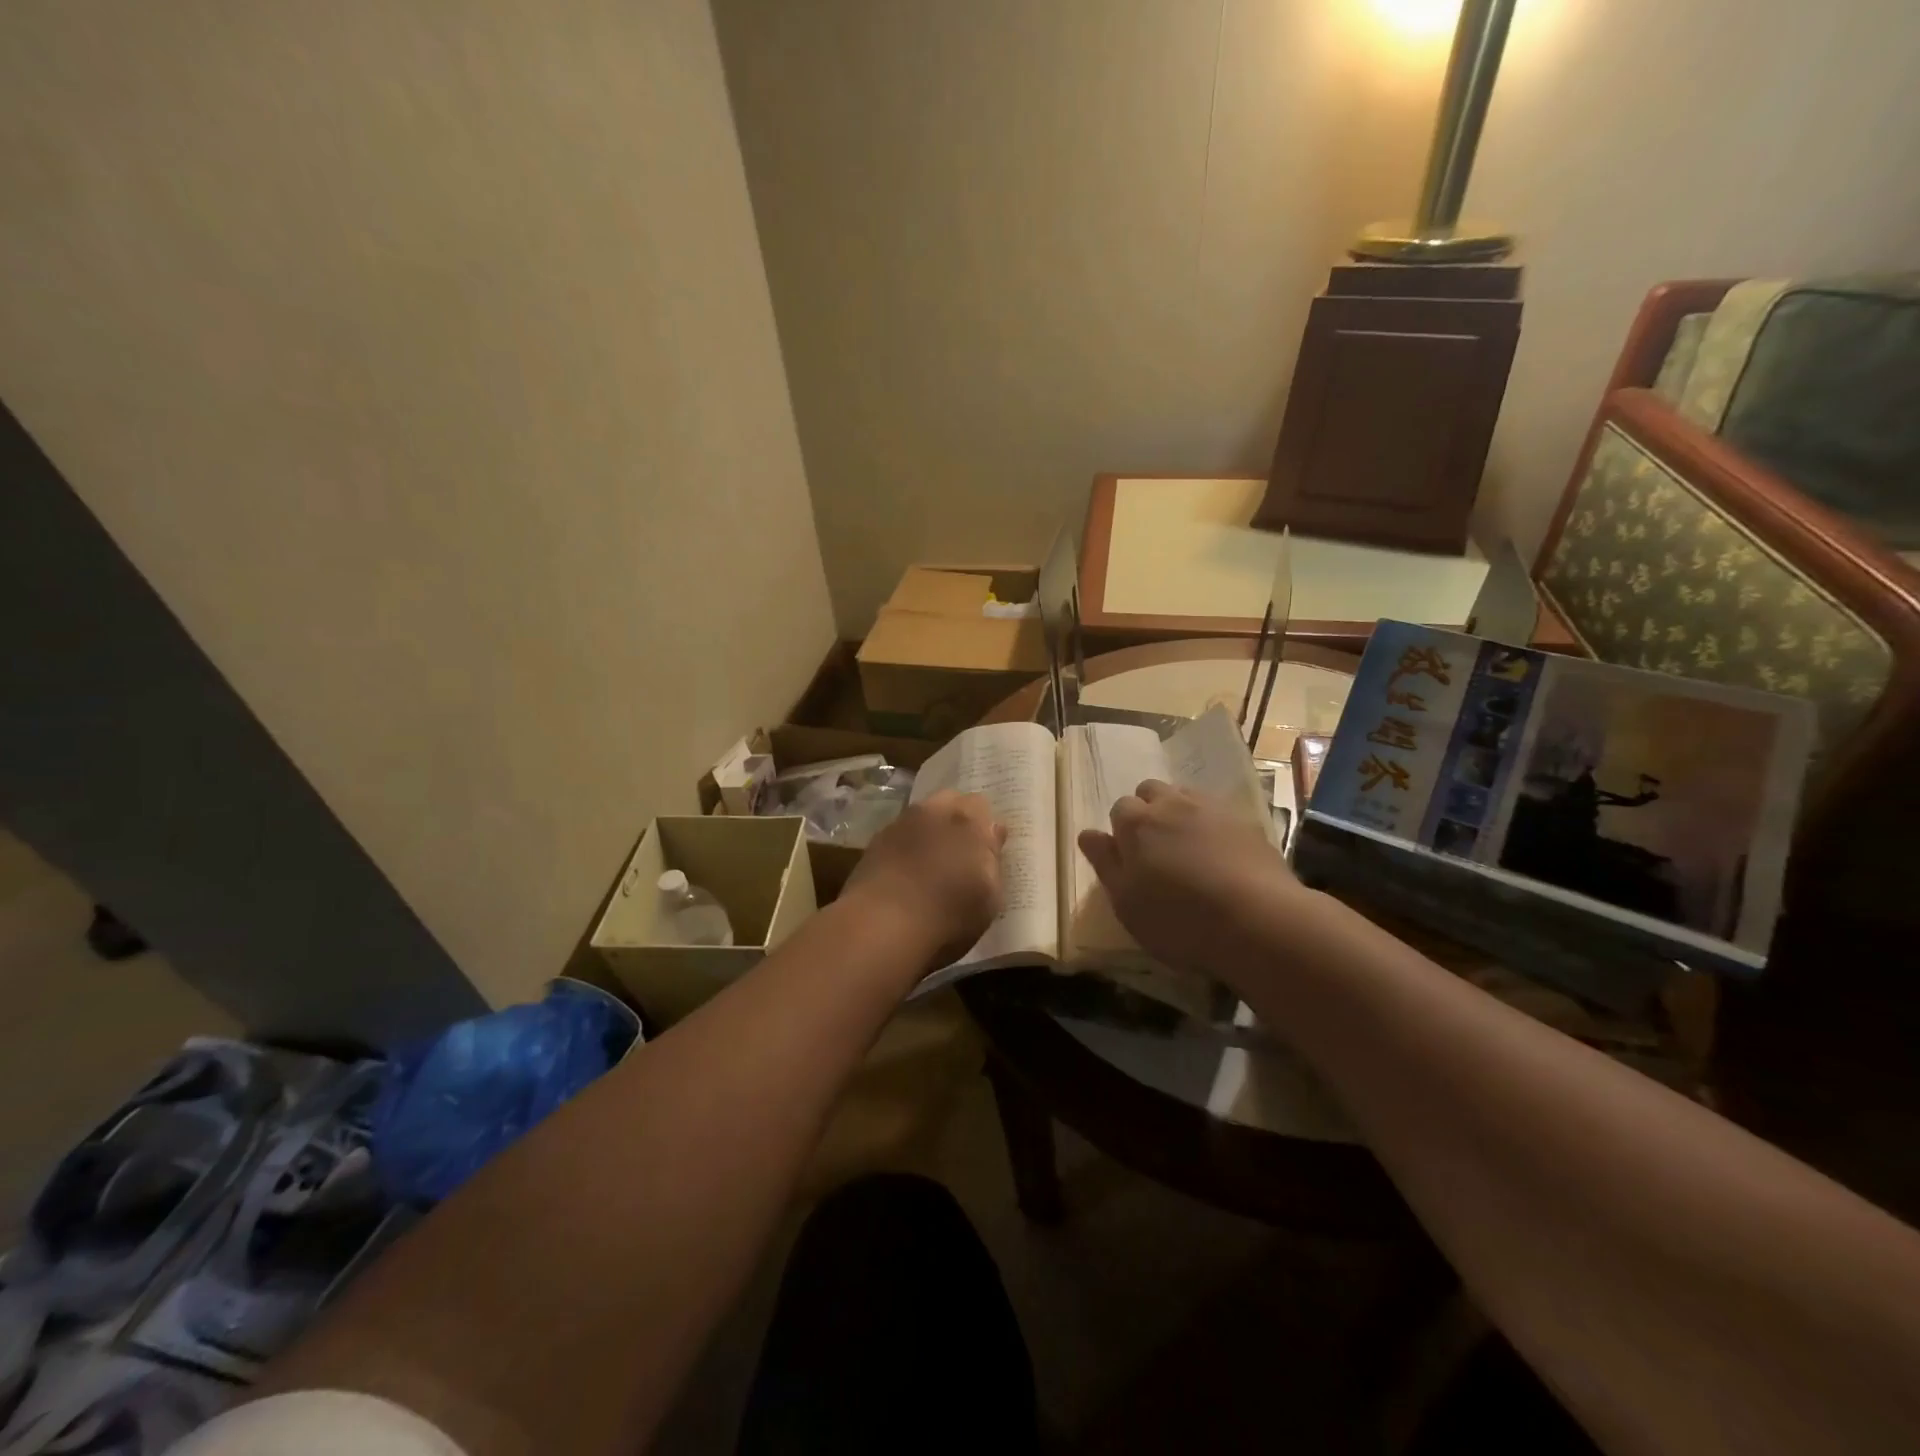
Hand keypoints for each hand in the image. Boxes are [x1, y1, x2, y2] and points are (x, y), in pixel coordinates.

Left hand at [845, 790, 1006, 962]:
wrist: (882, 925)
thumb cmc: (949, 914)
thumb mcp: (990, 896)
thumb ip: (993, 858)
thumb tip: (993, 831)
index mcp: (968, 820)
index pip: (982, 806)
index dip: (985, 826)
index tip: (987, 850)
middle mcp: (933, 811)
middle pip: (950, 802)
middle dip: (957, 819)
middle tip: (961, 851)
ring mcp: (900, 824)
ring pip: (921, 817)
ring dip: (928, 831)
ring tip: (931, 864)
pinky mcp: (874, 843)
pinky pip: (898, 836)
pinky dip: (905, 848)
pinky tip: (905, 873)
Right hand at [1077, 780, 1308, 984]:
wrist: (1259, 921)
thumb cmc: (1178, 918)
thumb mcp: (1126, 902)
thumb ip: (1105, 863)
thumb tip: (1088, 834)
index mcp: (1136, 822)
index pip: (1119, 809)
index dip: (1122, 832)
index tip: (1129, 859)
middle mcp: (1171, 803)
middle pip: (1151, 792)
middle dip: (1149, 811)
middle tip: (1156, 851)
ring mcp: (1212, 808)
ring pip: (1186, 797)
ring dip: (1180, 814)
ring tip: (1188, 851)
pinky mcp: (1247, 821)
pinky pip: (1219, 813)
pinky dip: (1213, 827)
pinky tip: (1221, 858)